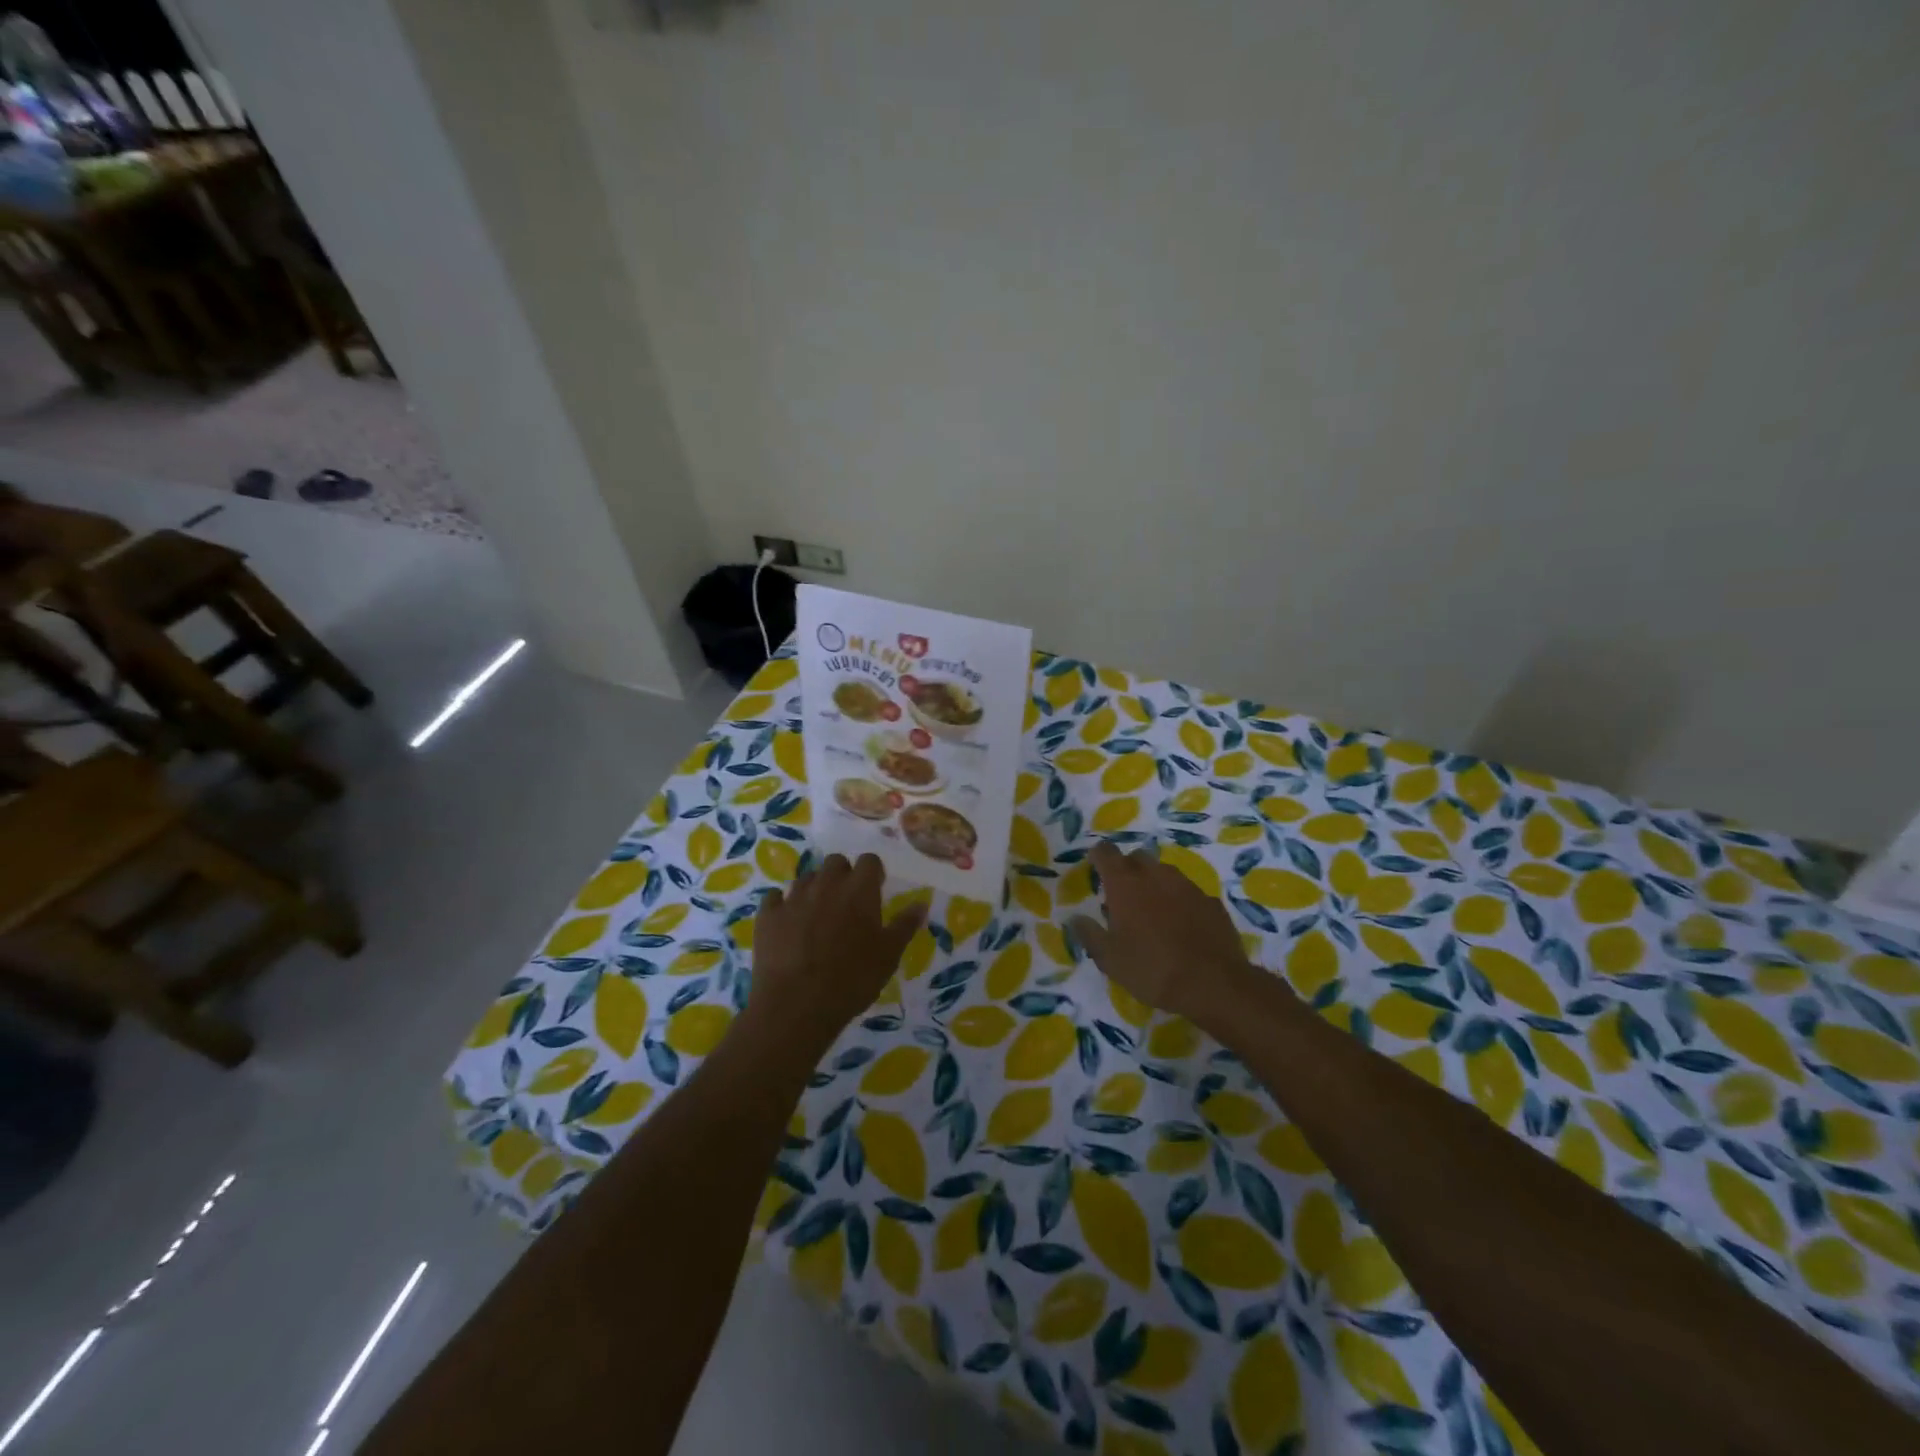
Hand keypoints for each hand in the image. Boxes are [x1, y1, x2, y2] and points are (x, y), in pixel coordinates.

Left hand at [748, 854, 926, 1049]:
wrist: (797, 1006)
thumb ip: (905, 926)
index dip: (872, 873)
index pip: (869, 860)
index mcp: (859, 889)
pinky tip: (787, 923)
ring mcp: (794, 897)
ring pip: (807, 878)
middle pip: (836, 862)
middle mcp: (826, 884)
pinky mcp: (768, 915)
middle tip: (846, 903)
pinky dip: (783, 905)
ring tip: (817, 916)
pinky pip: (775, 897)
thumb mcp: (889, 956)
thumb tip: (921, 904)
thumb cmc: (852, 980)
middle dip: (843, 876)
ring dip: (815, 889)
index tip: (874, 890)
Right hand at [1068, 841, 1256, 1024]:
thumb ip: (1090, 935)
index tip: (1095, 866)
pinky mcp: (1210, 901)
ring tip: (1152, 910)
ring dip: (1154, 883)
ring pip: (1164, 872)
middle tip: (1122, 894)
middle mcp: (1155, 876)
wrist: (1214, 984)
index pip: (1106, 852)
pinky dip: (1179, 901)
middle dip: (1126, 869)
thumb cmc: (1153, 970)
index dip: (1098, 856)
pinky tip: (1181, 924)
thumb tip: (1075, 918)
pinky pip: (1188, 892)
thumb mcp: (1110, 960)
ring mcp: (1187, 886)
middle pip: (1136, 858)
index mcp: (1125, 884)